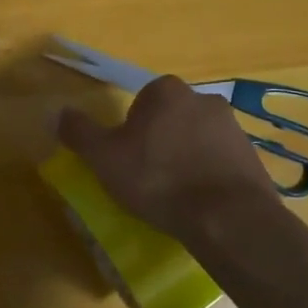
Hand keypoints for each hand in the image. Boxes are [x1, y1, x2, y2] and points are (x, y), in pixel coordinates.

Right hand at [56, 76, 280, 243]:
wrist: (228, 216)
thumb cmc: (158, 179)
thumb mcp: (104, 157)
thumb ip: (79, 132)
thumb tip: (54, 112)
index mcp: (165, 91)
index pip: (141, 102)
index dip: (131, 131)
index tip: (128, 160)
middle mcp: (202, 98)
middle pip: (170, 118)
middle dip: (160, 142)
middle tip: (149, 178)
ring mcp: (233, 126)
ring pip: (197, 139)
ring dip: (186, 158)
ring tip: (175, 196)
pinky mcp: (253, 156)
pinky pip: (220, 161)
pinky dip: (210, 176)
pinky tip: (201, 204)